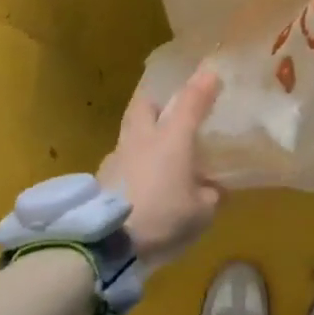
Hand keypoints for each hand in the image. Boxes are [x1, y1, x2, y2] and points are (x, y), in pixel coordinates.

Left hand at [100, 66, 223, 264]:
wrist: (105, 241)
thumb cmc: (161, 217)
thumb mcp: (200, 213)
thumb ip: (209, 195)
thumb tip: (212, 189)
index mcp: (172, 138)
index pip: (190, 101)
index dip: (203, 86)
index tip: (212, 73)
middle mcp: (143, 137)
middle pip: (145, 103)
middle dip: (157, 99)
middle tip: (168, 108)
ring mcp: (117, 155)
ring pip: (129, 129)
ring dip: (142, 131)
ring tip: (153, 149)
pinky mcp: (101, 176)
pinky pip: (120, 158)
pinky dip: (131, 161)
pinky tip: (138, 180)